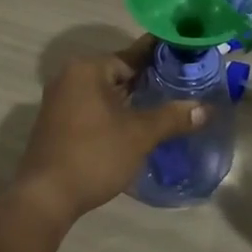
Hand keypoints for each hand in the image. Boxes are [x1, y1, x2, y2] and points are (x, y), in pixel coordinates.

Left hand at [10, 36, 206, 221]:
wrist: (45, 197)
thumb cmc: (94, 155)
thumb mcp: (139, 135)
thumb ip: (172, 117)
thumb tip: (206, 109)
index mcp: (88, 69)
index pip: (133, 54)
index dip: (161, 57)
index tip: (186, 57)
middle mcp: (70, 77)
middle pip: (119, 72)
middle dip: (149, 80)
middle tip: (183, 85)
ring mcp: (60, 101)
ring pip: (106, 91)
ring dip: (132, 99)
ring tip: (167, 105)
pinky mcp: (58, 123)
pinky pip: (94, 107)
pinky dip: (115, 112)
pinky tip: (137, 124)